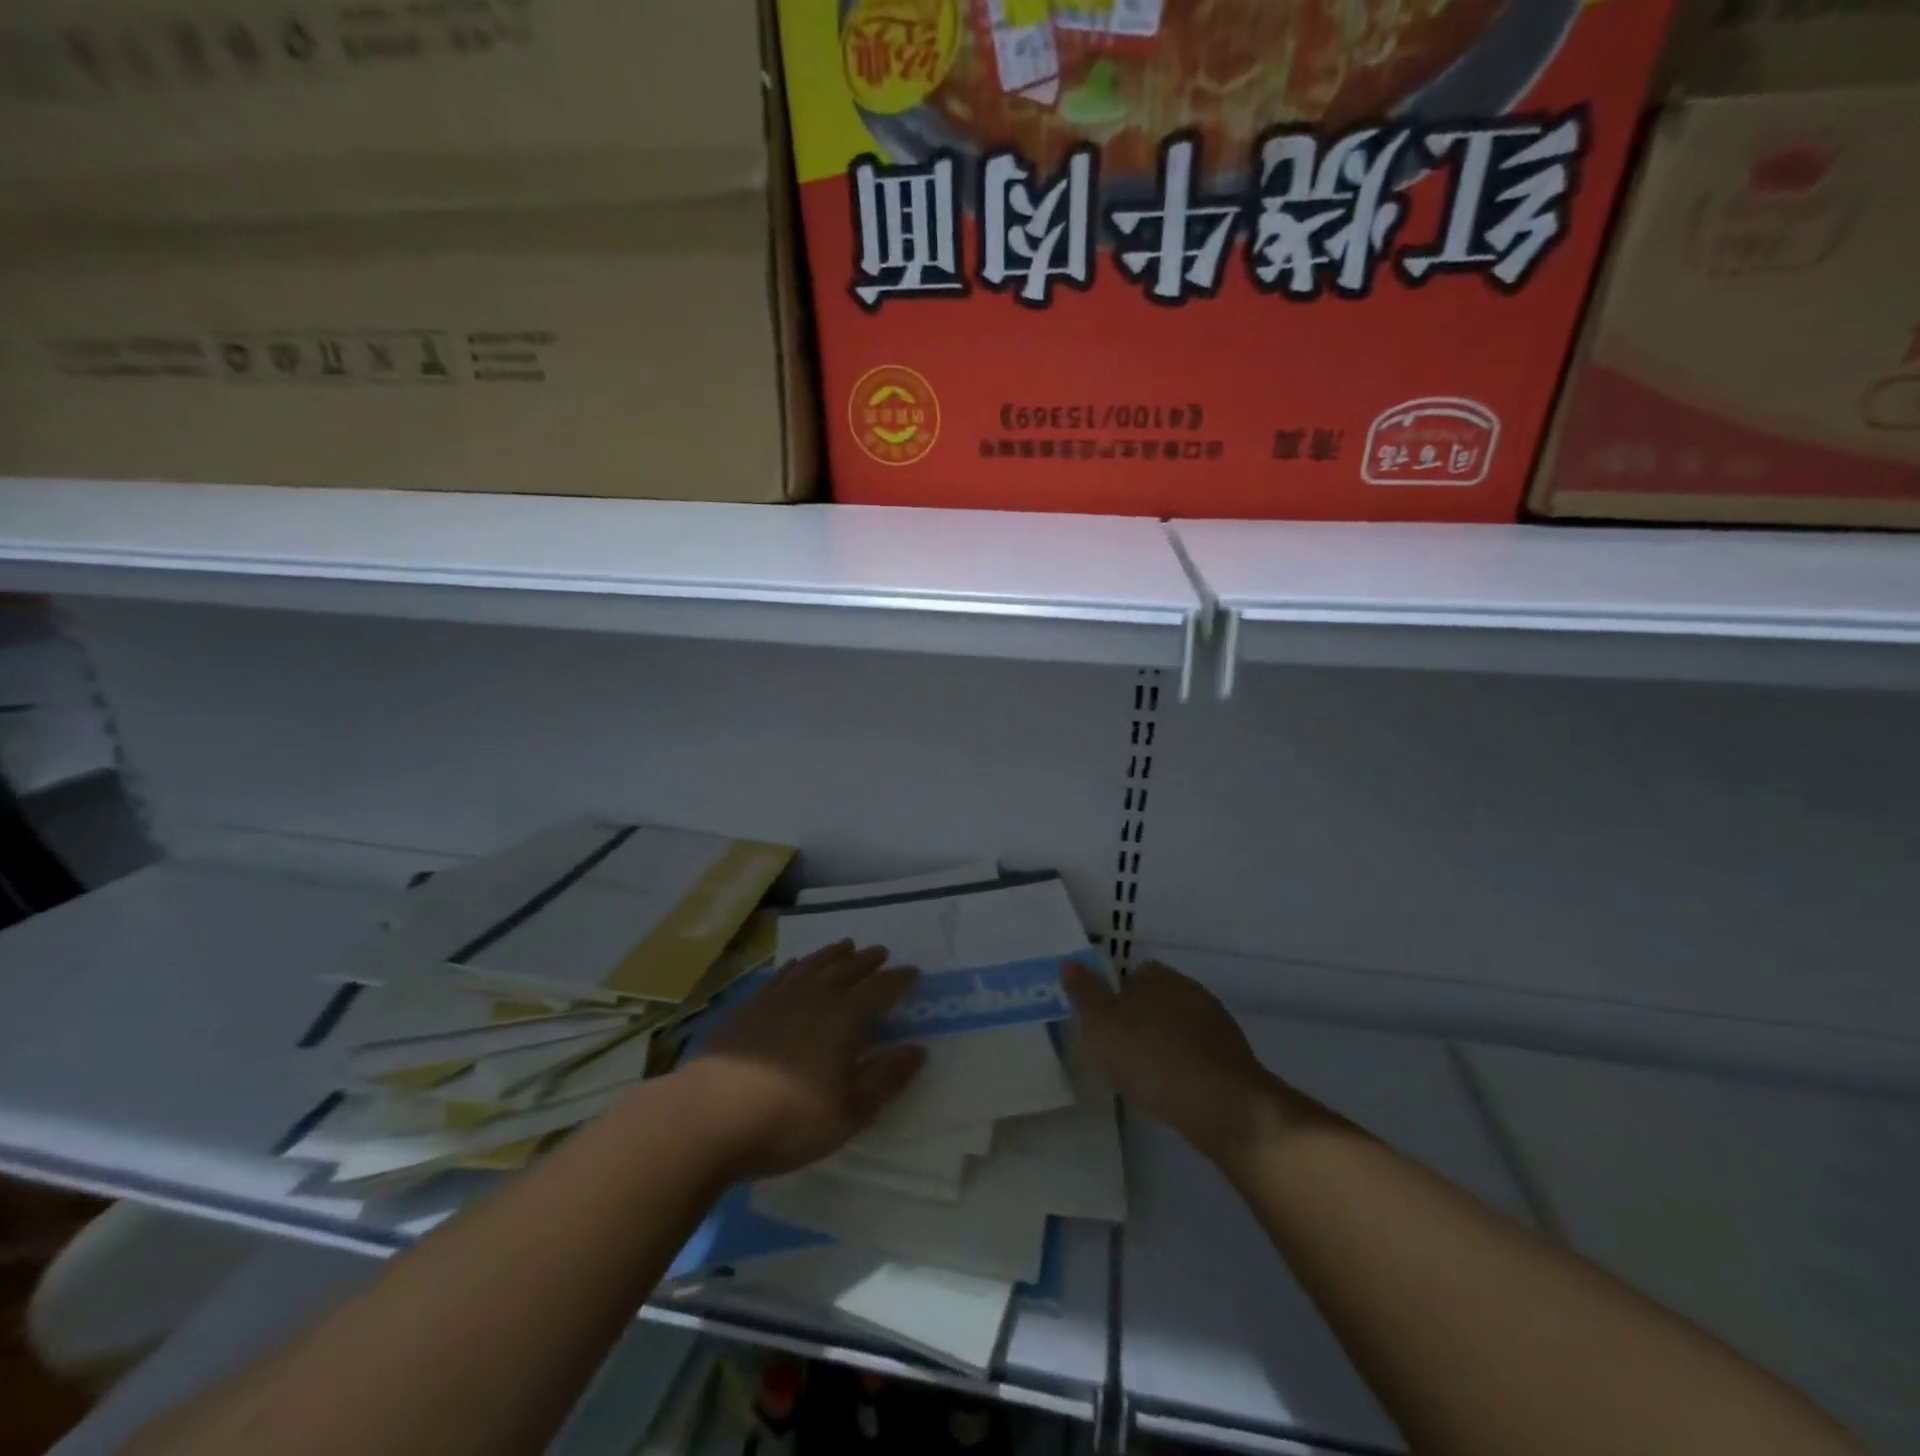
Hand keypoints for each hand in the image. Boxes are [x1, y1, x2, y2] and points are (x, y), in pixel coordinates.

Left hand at [682, 941, 925, 1181]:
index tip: (913, 972)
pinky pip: (782, 975)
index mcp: (844, 1018)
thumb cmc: (787, 1119)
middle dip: (867, 961)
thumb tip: (918, 1049)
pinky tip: (798, 967)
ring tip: (846, 946)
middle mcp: (814, 997)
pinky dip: (797, 966)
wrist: (708, 1116)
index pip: (879, 990)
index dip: (898, 980)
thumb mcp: (849, 1111)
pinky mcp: (749, 1007)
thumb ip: (886, 1078)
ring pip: (814, 965)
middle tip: (880, 952)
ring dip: (833, 954)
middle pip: (846, 970)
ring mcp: (778, 998)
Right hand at [1064, 959, 1300, 1169]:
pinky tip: (1175, 1090)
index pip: (1135, 973)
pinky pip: (1200, 1054)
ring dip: (1167, 1043)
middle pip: (1159, 998)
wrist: (1223, 1104)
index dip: (1118, 996)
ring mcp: (1217, 1024)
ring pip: (1181, 1026)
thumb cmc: (1152, 1057)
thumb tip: (1069, 962)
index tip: (1107, 1024)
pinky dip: (1187, 1066)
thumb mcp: (1102, 1025)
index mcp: (1159, 976)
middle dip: (1143, 1019)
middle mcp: (1191, 990)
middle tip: (1123, 1051)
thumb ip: (1085, 993)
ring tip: (1148, 1075)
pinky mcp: (1234, 1058)